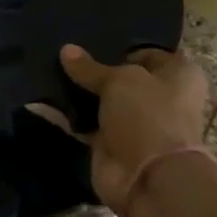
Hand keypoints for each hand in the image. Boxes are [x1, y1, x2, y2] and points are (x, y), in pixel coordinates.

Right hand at [59, 44, 211, 211]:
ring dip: (77, 91)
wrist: (150, 179)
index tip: (89, 38)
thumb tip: (66, 50)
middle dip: (94, 68)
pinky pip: (83, 123)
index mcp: (178, 75)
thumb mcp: (119, 80)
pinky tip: (38, 99)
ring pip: (100, 100)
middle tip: (62, 51)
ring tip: (45, 69)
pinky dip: (63, 115)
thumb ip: (90, 67)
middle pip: (121, 77)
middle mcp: (159, 98)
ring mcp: (133, 123)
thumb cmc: (149, 115)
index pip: (148, 52)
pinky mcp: (110, 144)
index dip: (120, 45)